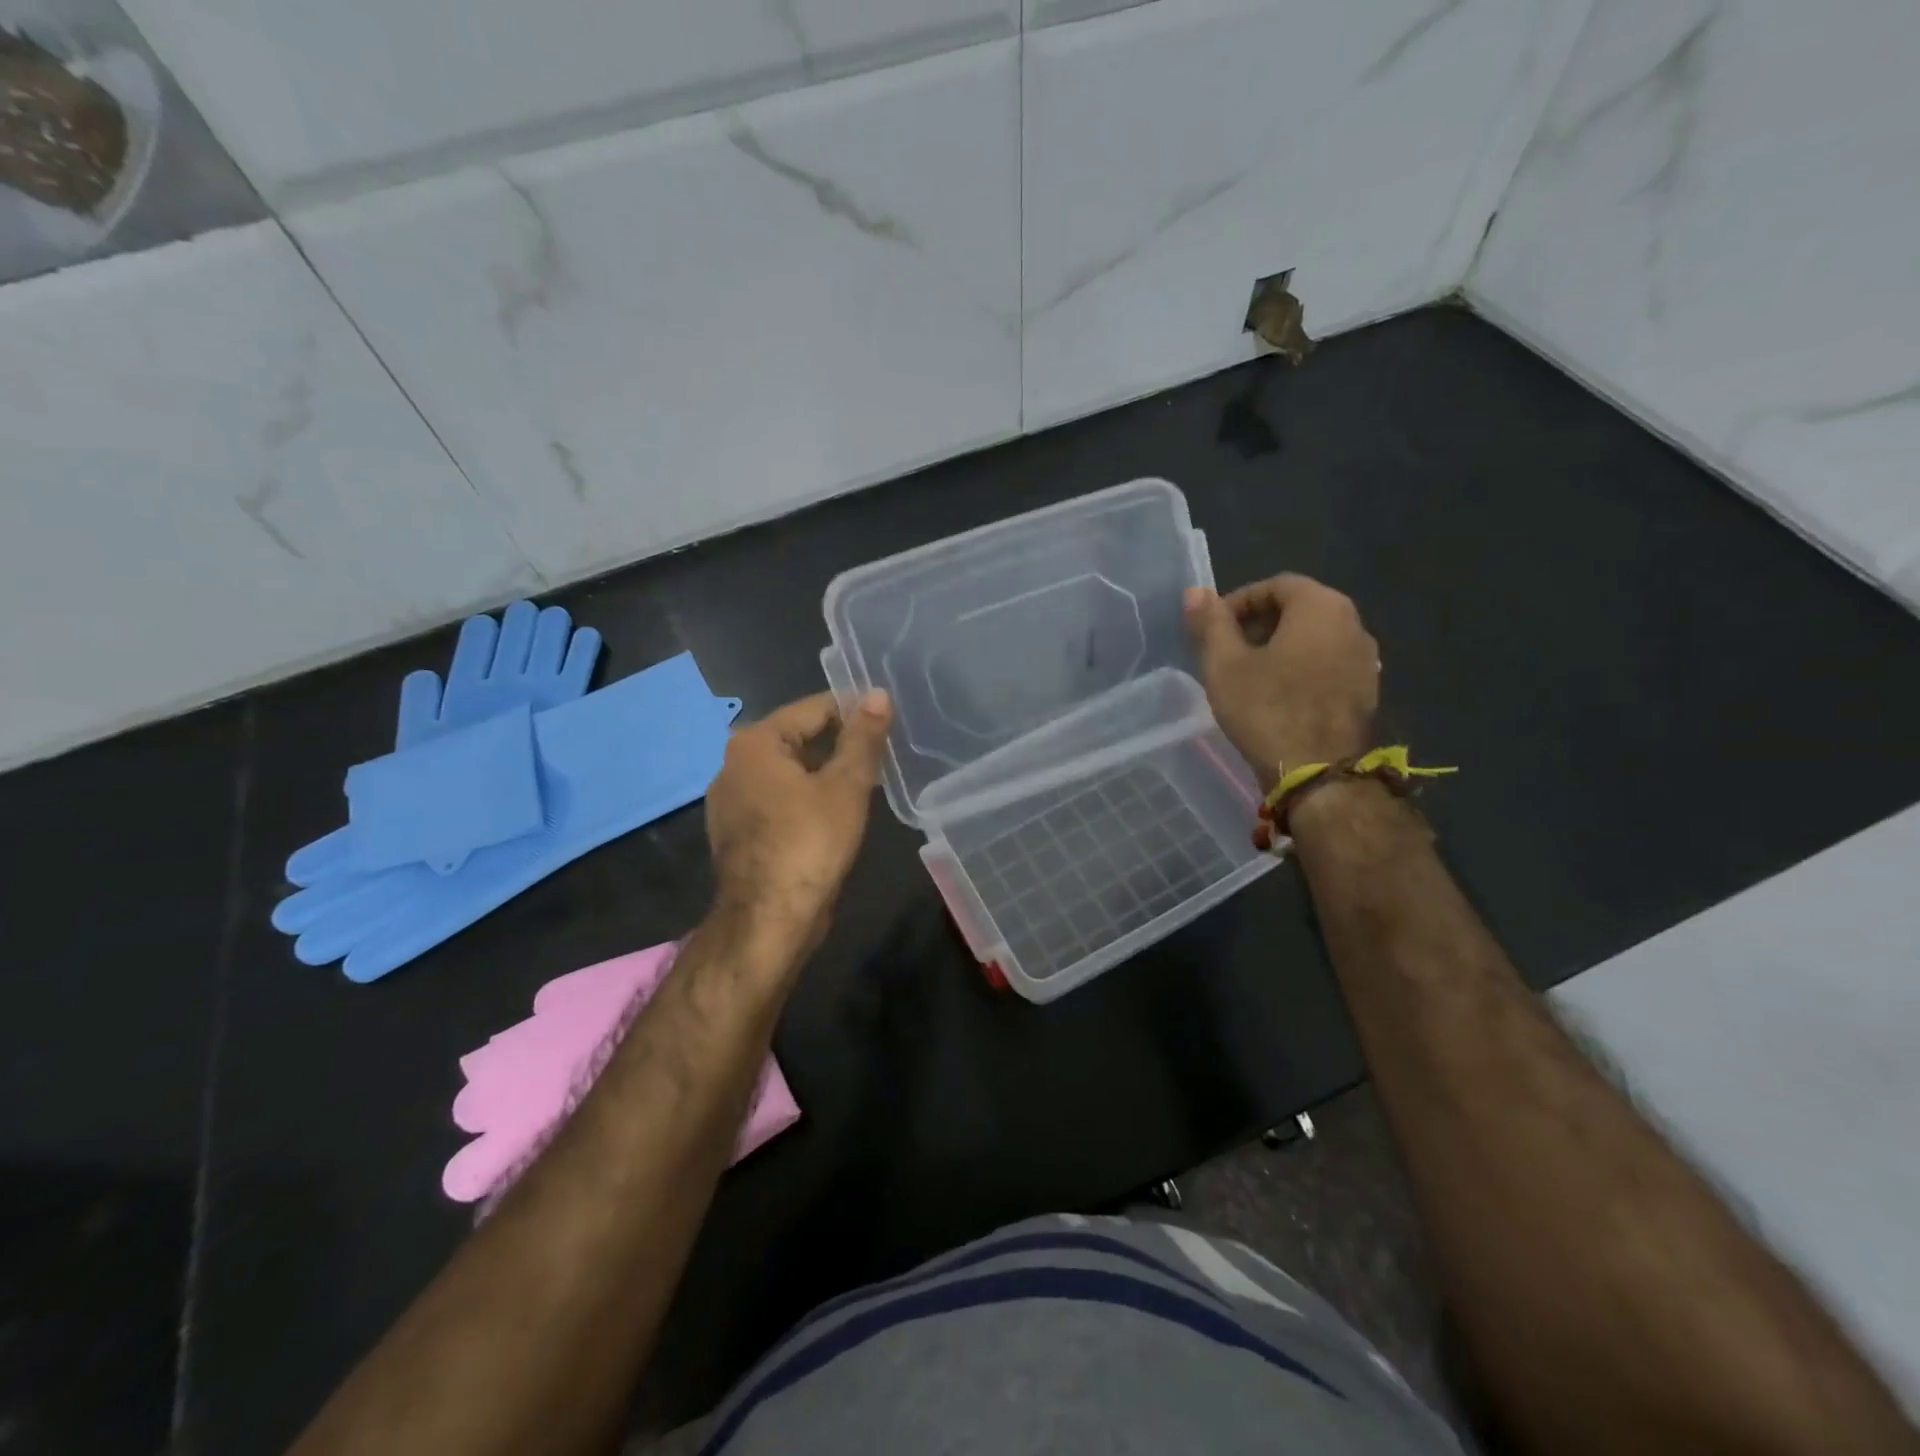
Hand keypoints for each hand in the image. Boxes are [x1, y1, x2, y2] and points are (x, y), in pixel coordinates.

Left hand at [703, 689, 893, 960]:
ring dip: (823, 772)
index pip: (812, 709)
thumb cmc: (809, 843)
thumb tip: (878, 694)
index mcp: (755, 743)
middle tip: (882, 750)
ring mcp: (730, 801)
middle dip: (839, 742)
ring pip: (787, 771)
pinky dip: (804, 797)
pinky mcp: (736, 831)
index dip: (853, 709)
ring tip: (865, 780)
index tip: (888, 717)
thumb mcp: (846, 786)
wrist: (768, 920)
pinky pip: (777, 798)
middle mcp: (733, 764)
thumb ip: (863, 737)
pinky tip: (833, 812)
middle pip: (797, 738)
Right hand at [1184, 574, 1377, 790]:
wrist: (1319, 774)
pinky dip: (1299, 669)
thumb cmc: (1267, 710)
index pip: (1276, 585)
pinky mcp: (1366, 691)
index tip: (1214, 629)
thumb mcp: (1225, 665)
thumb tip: (1195, 592)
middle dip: (1258, 624)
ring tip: (1247, 676)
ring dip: (1279, 647)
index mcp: (1321, 606)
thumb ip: (1211, 623)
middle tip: (1226, 651)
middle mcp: (1353, 623)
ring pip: (1314, 638)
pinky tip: (1276, 697)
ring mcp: (1365, 659)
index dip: (1239, 601)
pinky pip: (1326, 665)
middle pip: (1299, 609)